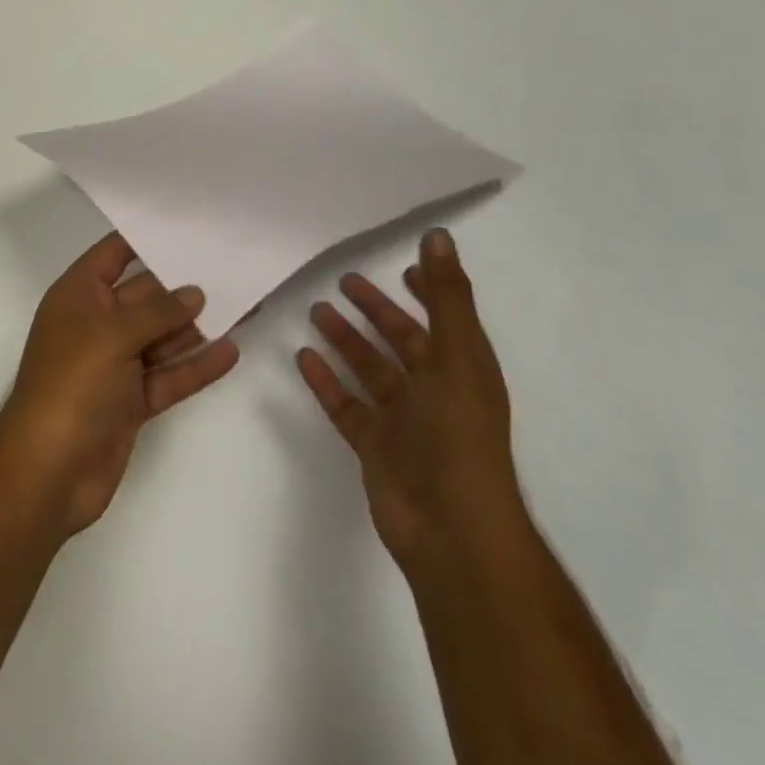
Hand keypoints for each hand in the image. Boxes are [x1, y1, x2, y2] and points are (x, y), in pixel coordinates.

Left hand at [0, 233, 240, 536]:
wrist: (47, 474)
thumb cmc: (70, 386)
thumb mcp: (111, 335)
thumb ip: (157, 311)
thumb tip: (194, 293)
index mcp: (79, 296)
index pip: (113, 254)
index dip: (146, 238)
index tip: (188, 225)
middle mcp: (97, 324)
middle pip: (145, 296)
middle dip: (183, 286)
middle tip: (231, 268)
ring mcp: (115, 363)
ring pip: (162, 336)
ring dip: (197, 326)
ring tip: (243, 305)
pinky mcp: (131, 400)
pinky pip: (169, 375)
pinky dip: (196, 366)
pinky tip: (230, 352)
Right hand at [297, 228, 525, 571]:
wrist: (450, 529)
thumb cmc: (459, 434)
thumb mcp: (457, 356)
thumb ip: (446, 296)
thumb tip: (440, 236)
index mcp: (461, 369)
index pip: (444, 320)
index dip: (428, 293)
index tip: (404, 268)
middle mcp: (433, 390)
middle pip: (401, 340)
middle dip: (375, 310)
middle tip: (342, 280)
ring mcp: (402, 420)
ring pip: (368, 369)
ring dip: (345, 340)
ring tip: (315, 310)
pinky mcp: (374, 445)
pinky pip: (345, 404)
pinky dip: (325, 380)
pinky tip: (302, 357)